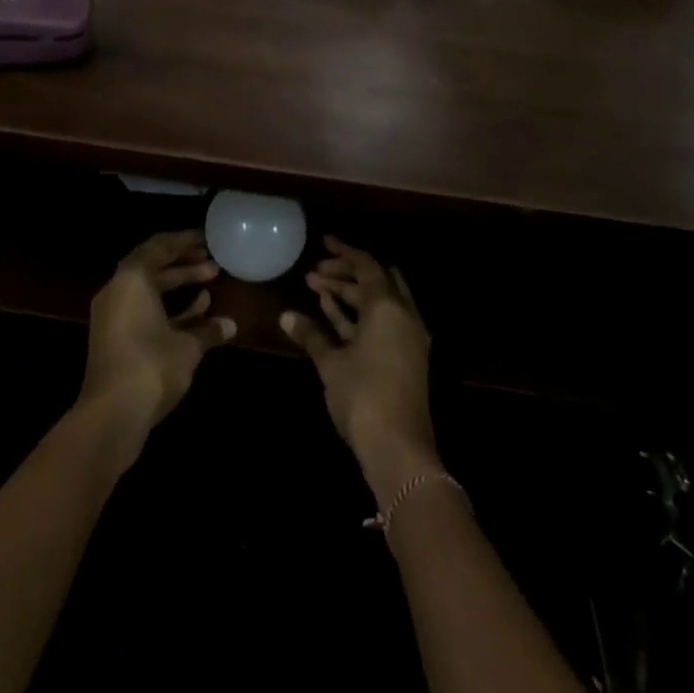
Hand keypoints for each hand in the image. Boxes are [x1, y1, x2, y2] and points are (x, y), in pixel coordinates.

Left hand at [77, 230, 234, 462]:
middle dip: (183, 263)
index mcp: (131, 279)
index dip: (184, 241)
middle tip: (212, 261)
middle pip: (152, 265)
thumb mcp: (187, 347)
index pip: (159, 246)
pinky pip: (142, 309)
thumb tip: (230, 325)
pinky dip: (166, 307)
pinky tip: (197, 313)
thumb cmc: (151, 367)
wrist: (111, 416)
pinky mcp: (114, 338)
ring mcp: (112, 315)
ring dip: (177, 284)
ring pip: (148, 289)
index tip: (207, 239)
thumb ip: (208, 331)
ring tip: (210, 282)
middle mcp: (118, 290)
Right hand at [281, 237, 438, 499]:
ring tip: (316, 287)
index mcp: (388, 307)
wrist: (400, 450)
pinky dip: (359, 315)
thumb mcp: (331, 363)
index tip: (323, 242)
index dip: (344, 251)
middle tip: (314, 272)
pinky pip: (381, 323)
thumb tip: (286, 316)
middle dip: (345, 273)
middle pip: (374, 281)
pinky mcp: (405, 358)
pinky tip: (331, 314)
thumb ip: (311, 335)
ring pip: (378, 303)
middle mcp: (403, 315)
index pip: (366, 265)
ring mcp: (407, 338)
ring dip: (350, 294)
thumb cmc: (363, 397)